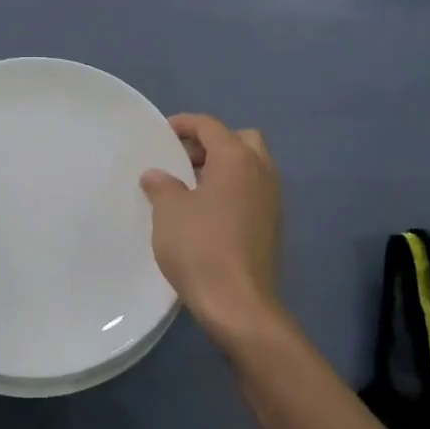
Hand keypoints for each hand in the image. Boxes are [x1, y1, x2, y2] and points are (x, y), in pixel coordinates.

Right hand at [140, 113, 282, 344]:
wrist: (238, 304)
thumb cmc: (200, 247)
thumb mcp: (169, 211)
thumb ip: (162, 185)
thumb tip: (157, 175)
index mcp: (237, 159)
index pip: (211, 126)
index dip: (185, 124)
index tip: (164, 133)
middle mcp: (261, 172)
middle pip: (241, 139)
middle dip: (213, 143)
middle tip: (185, 160)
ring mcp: (272, 199)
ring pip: (251, 166)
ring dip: (224, 167)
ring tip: (192, 186)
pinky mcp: (272, 225)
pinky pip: (253, 190)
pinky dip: (233, 189)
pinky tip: (208, 211)